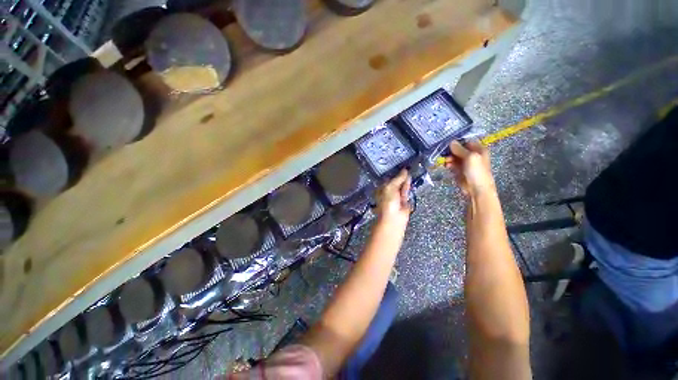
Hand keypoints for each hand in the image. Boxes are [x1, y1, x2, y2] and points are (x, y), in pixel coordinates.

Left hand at [375, 169, 411, 226]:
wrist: (394, 218)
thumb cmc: (388, 202)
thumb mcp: (391, 187)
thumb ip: (398, 179)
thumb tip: (405, 170)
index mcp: (381, 189)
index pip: (387, 179)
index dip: (393, 173)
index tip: (398, 165)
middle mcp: (388, 192)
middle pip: (395, 182)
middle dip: (400, 176)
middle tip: (406, 166)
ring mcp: (396, 196)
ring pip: (401, 186)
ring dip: (405, 180)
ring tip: (409, 170)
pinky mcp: (404, 200)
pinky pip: (406, 191)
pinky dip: (408, 186)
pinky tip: (411, 178)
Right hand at [442, 140, 495, 196]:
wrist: (476, 189)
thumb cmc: (477, 171)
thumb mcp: (470, 157)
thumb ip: (460, 149)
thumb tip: (451, 142)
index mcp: (479, 149)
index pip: (466, 141)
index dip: (457, 142)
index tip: (447, 143)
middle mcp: (472, 155)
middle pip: (459, 149)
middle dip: (451, 151)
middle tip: (445, 153)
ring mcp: (465, 163)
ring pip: (454, 157)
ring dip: (449, 158)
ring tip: (446, 161)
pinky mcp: (459, 170)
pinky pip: (452, 164)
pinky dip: (449, 164)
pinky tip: (446, 166)